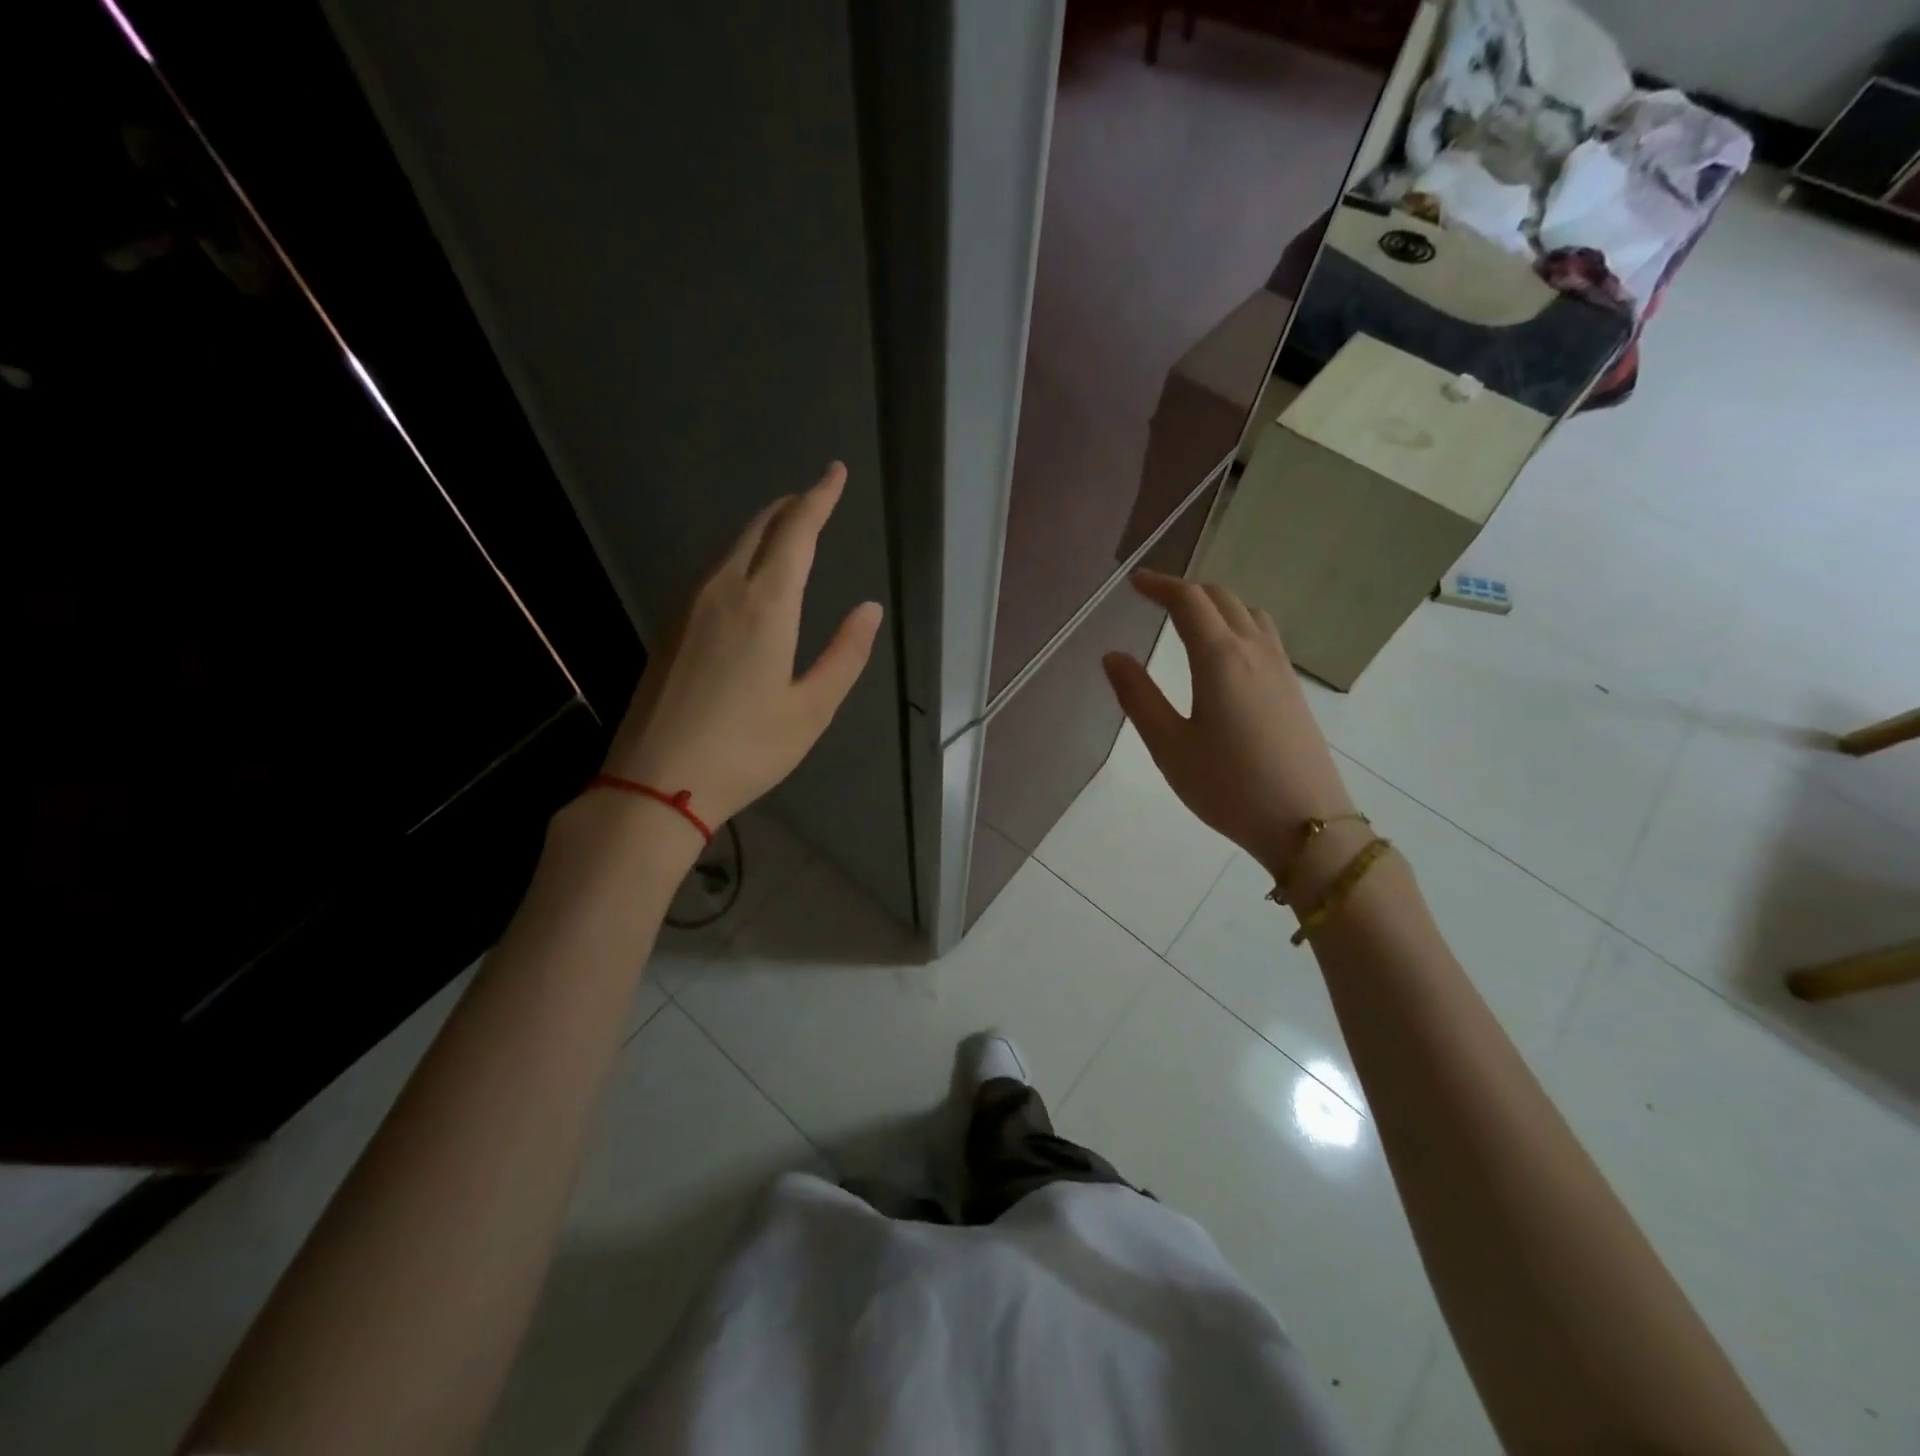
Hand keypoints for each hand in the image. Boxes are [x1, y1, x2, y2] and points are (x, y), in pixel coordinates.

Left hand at [600, 463, 882, 830]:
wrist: (656, 782)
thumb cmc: (746, 749)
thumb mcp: (811, 709)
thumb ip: (845, 654)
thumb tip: (868, 609)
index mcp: (765, 605)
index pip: (796, 532)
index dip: (819, 498)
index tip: (834, 473)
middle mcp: (723, 591)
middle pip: (758, 529)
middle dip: (790, 507)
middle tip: (815, 497)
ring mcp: (689, 607)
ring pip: (731, 548)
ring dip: (763, 530)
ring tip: (788, 530)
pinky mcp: (670, 627)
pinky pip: (712, 573)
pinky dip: (740, 557)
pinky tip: (748, 577)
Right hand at [1102, 571, 1352, 880]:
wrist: (1306, 823)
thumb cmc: (1228, 786)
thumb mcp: (1169, 746)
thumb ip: (1138, 697)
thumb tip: (1112, 656)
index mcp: (1220, 658)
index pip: (1188, 601)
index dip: (1160, 585)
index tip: (1135, 582)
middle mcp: (1254, 651)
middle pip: (1222, 598)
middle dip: (1186, 590)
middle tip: (1155, 597)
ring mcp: (1281, 668)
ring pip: (1249, 612)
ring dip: (1216, 603)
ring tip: (1190, 618)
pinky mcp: (1293, 689)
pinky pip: (1265, 634)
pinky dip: (1238, 622)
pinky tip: (1227, 651)